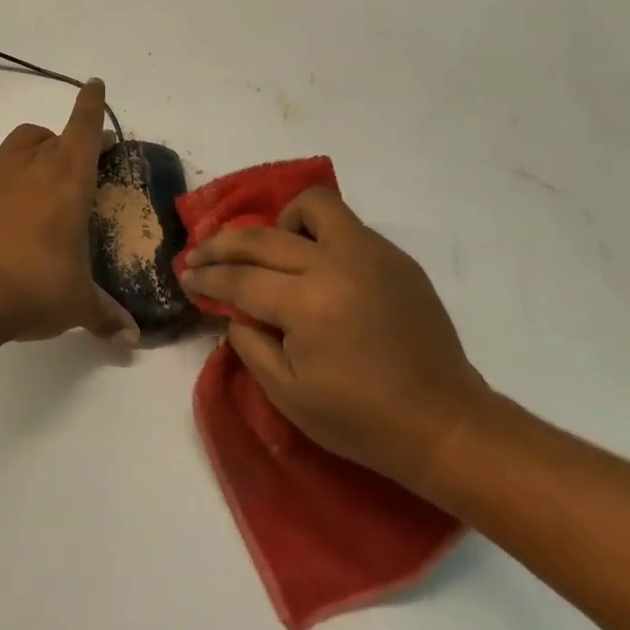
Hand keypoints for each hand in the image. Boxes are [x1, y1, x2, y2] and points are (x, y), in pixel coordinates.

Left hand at [0, 79, 139, 349]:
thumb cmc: (32, 290)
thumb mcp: (76, 305)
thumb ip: (106, 316)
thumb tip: (131, 339)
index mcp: (69, 179)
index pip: (85, 127)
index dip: (92, 103)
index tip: (95, 85)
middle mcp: (32, 163)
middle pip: (53, 136)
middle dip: (68, 144)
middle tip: (74, 168)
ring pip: (18, 138)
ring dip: (31, 146)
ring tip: (33, 168)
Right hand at [180, 187, 490, 486]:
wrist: (444, 424)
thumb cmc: (361, 420)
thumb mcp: (288, 395)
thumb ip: (250, 344)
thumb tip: (234, 311)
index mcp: (307, 305)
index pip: (239, 279)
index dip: (206, 277)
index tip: (185, 275)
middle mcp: (335, 265)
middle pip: (262, 238)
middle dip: (221, 245)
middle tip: (201, 255)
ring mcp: (370, 254)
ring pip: (313, 206)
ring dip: (280, 223)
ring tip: (271, 251)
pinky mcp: (395, 257)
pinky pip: (345, 226)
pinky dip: (318, 236)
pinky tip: (314, 266)